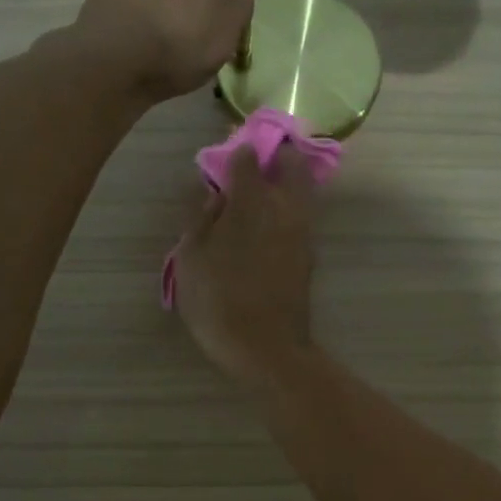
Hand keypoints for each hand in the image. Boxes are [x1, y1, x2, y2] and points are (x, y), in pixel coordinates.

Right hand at [172, 143, 315, 388]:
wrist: (266, 348)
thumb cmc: (218, 302)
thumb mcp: (191, 259)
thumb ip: (201, 219)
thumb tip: (214, 194)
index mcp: (252, 201)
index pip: (248, 158)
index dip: (237, 152)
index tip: (226, 156)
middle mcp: (284, 207)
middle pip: (292, 162)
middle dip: (276, 155)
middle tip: (253, 167)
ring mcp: (303, 230)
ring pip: (302, 187)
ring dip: (285, 181)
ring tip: (258, 195)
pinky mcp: (309, 252)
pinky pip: (302, 214)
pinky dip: (288, 208)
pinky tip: (267, 224)